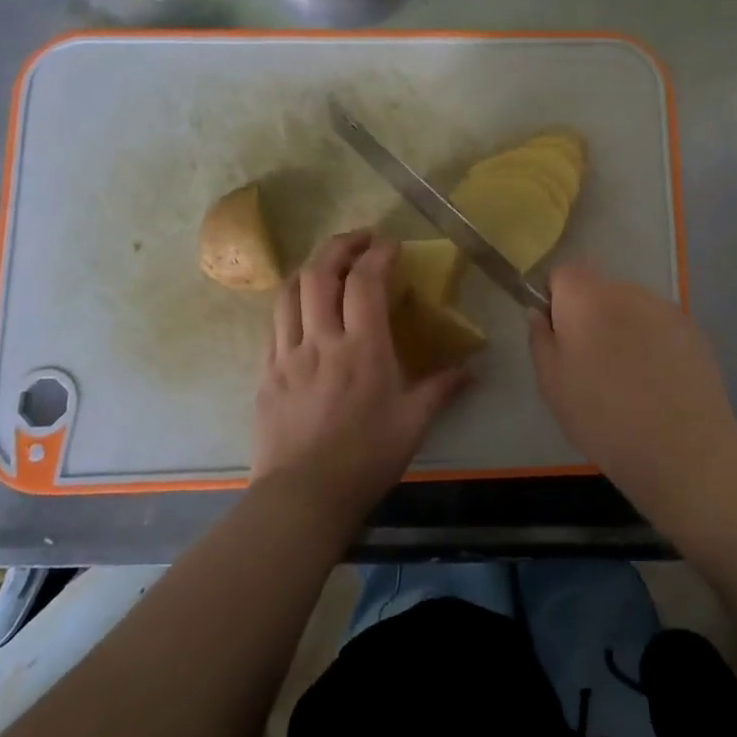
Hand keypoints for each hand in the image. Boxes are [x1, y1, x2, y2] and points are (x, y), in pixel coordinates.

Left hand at [251, 231, 469, 524]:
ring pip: (289, 291)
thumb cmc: (365, 458)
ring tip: (329, 265)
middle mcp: (321, 340)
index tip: (392, 244)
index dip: (378, 254)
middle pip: (319, 273)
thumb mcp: (413, 424)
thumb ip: (441, 389)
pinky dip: (291, 302)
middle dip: (339, 245)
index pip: (365, 282)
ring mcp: (287, 355)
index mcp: (362, 348)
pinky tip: (303, 309)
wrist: (302, 497)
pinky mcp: (266, 373)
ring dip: (310, 267)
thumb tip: (470, 371)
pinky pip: (274, 323)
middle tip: (360, 239)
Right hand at [529, 263, 736, 485]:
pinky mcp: (692, 329)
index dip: (556, 298)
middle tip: (591, 364)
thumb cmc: (603, 417)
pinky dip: (653, 343)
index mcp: (586, 299)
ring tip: (629, 377)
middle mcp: (626, 291)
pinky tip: (657, 381)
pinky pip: (659, 326)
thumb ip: (540, 339)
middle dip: (590, 315)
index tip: (559, 335)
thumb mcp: (552, 384)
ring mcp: (664, 308)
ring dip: (623, 328)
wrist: (682, 448)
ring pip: (631, 308)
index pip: (564, 272)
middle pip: (599, 290)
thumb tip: (540, 313)